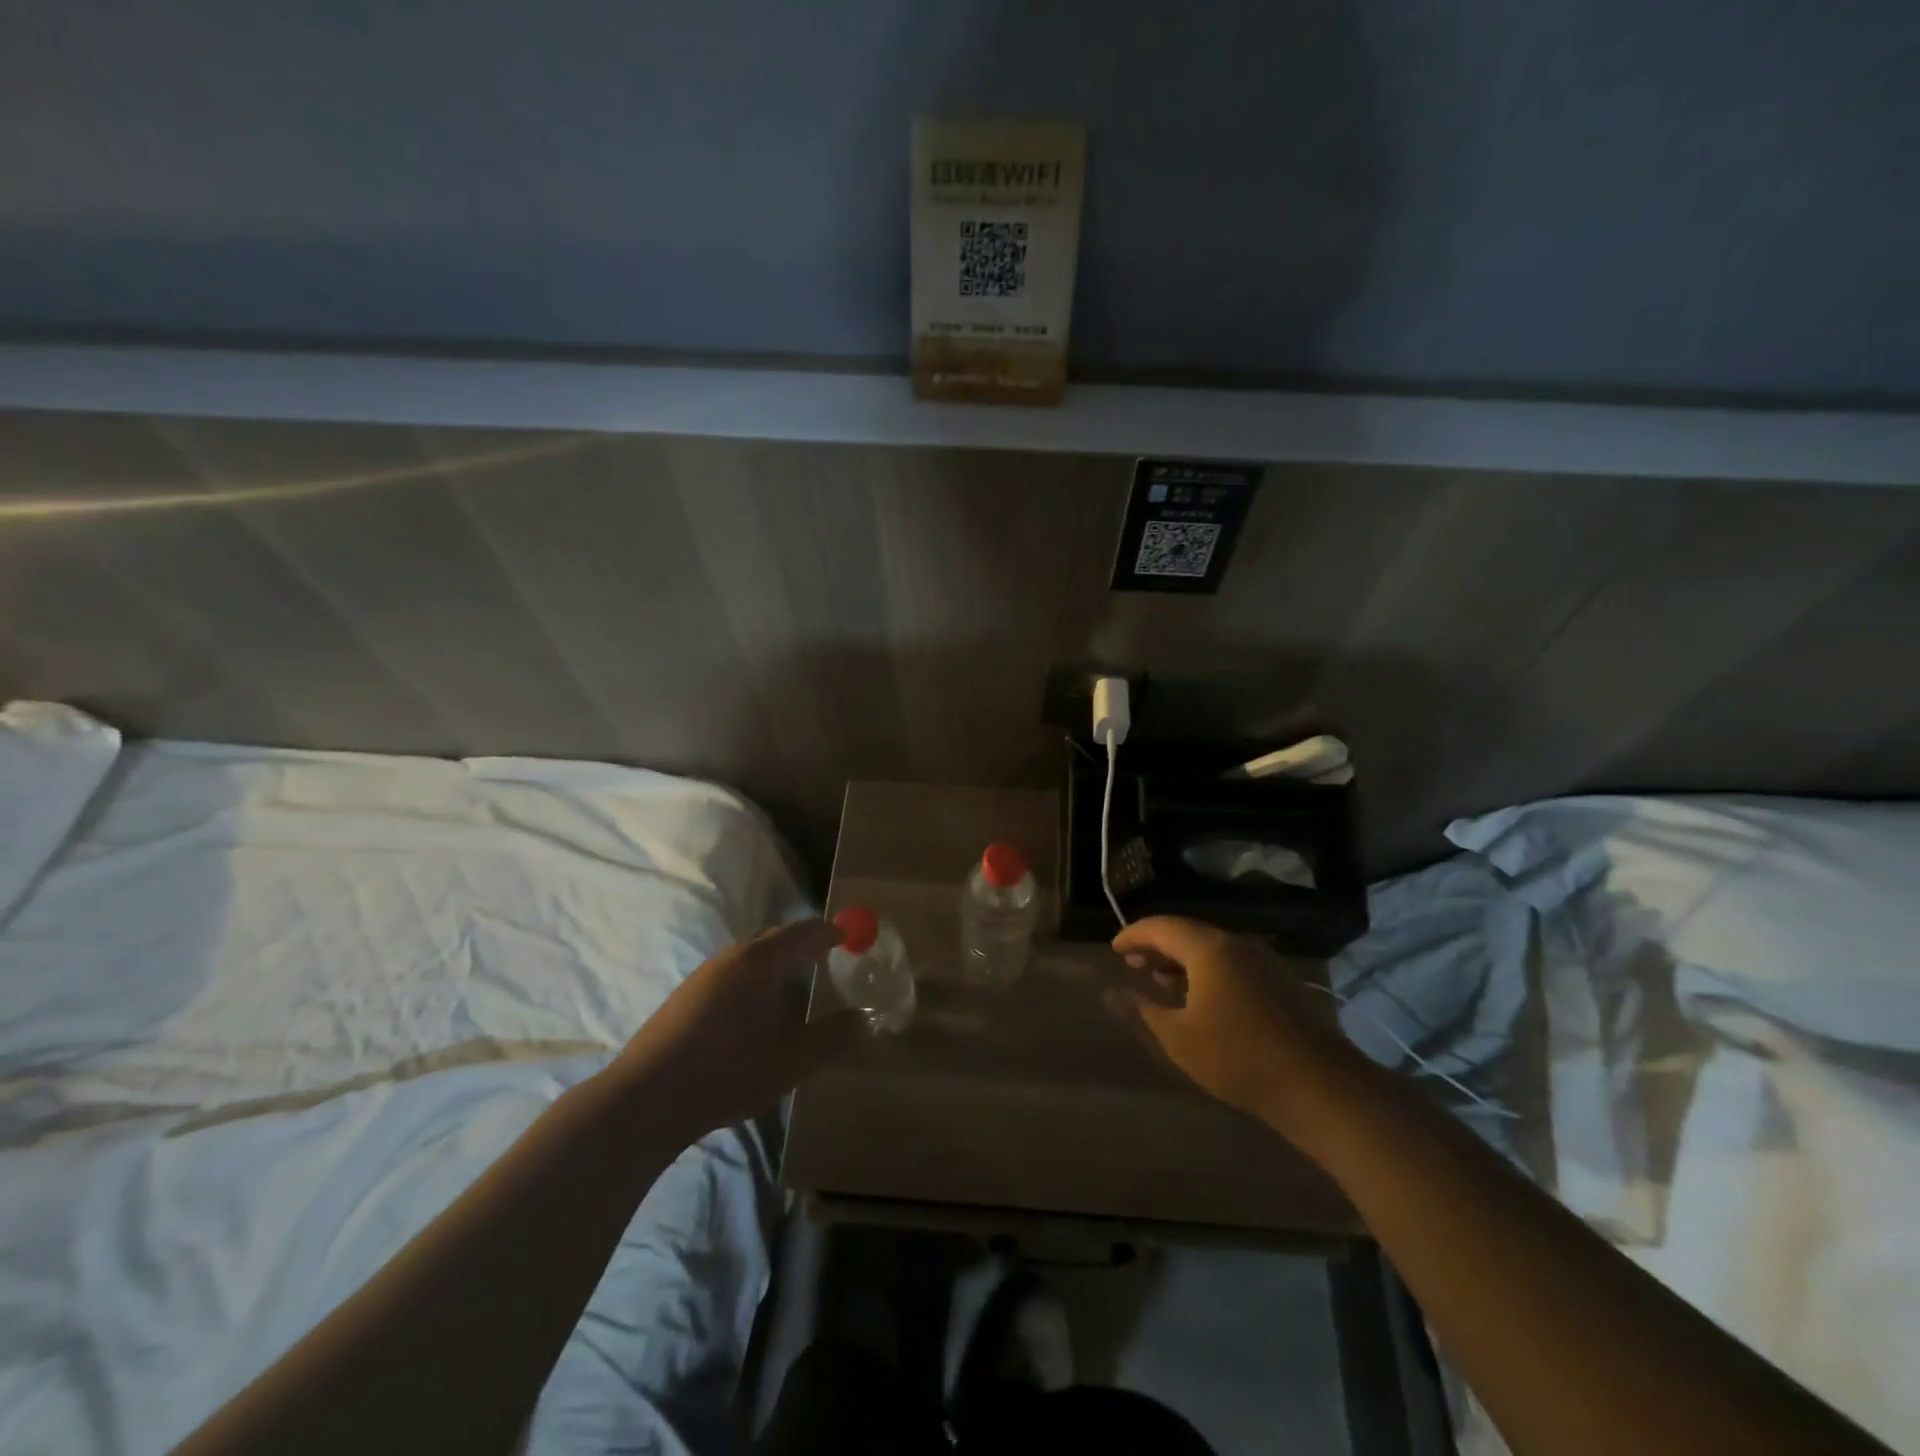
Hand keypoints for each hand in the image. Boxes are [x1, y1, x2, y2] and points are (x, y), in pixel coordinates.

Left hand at [609, 919, 867, 1138]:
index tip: (852, 937)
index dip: (831, 931)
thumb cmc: (728, 1071)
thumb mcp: (792, 1060)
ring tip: (796, 986)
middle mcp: (732, 957)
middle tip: (828, 958)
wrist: (646, 1098)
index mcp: (761, 961)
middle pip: (776, 938)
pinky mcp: (685, 996)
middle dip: (804, 943)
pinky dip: (755, 978)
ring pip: (751, 956)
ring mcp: (704, 975)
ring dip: (778, 962)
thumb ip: (833, 1036)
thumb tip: (867, 1018)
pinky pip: (732, 973)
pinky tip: (755, 1012)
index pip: (804, 931)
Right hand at [1108, 916, 1361, 1136]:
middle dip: (1158, 946)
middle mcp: (1237, 944)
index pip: (1162, 927)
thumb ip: (1142, 1010)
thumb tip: (1110, 993)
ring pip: (1212, 949)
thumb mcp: (1178, 1038)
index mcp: (1210, 949)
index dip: (1134, 935)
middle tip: (1133, 963)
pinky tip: (1200, 1000)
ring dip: (1183, 961)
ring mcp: (1264, 962)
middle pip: (1188, 933)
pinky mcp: (1280, 983)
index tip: (1114, 949)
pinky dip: (1207, 972)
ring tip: (1161, 982)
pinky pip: (1233, 964)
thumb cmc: (1238, 1058)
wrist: (1319, 1087)